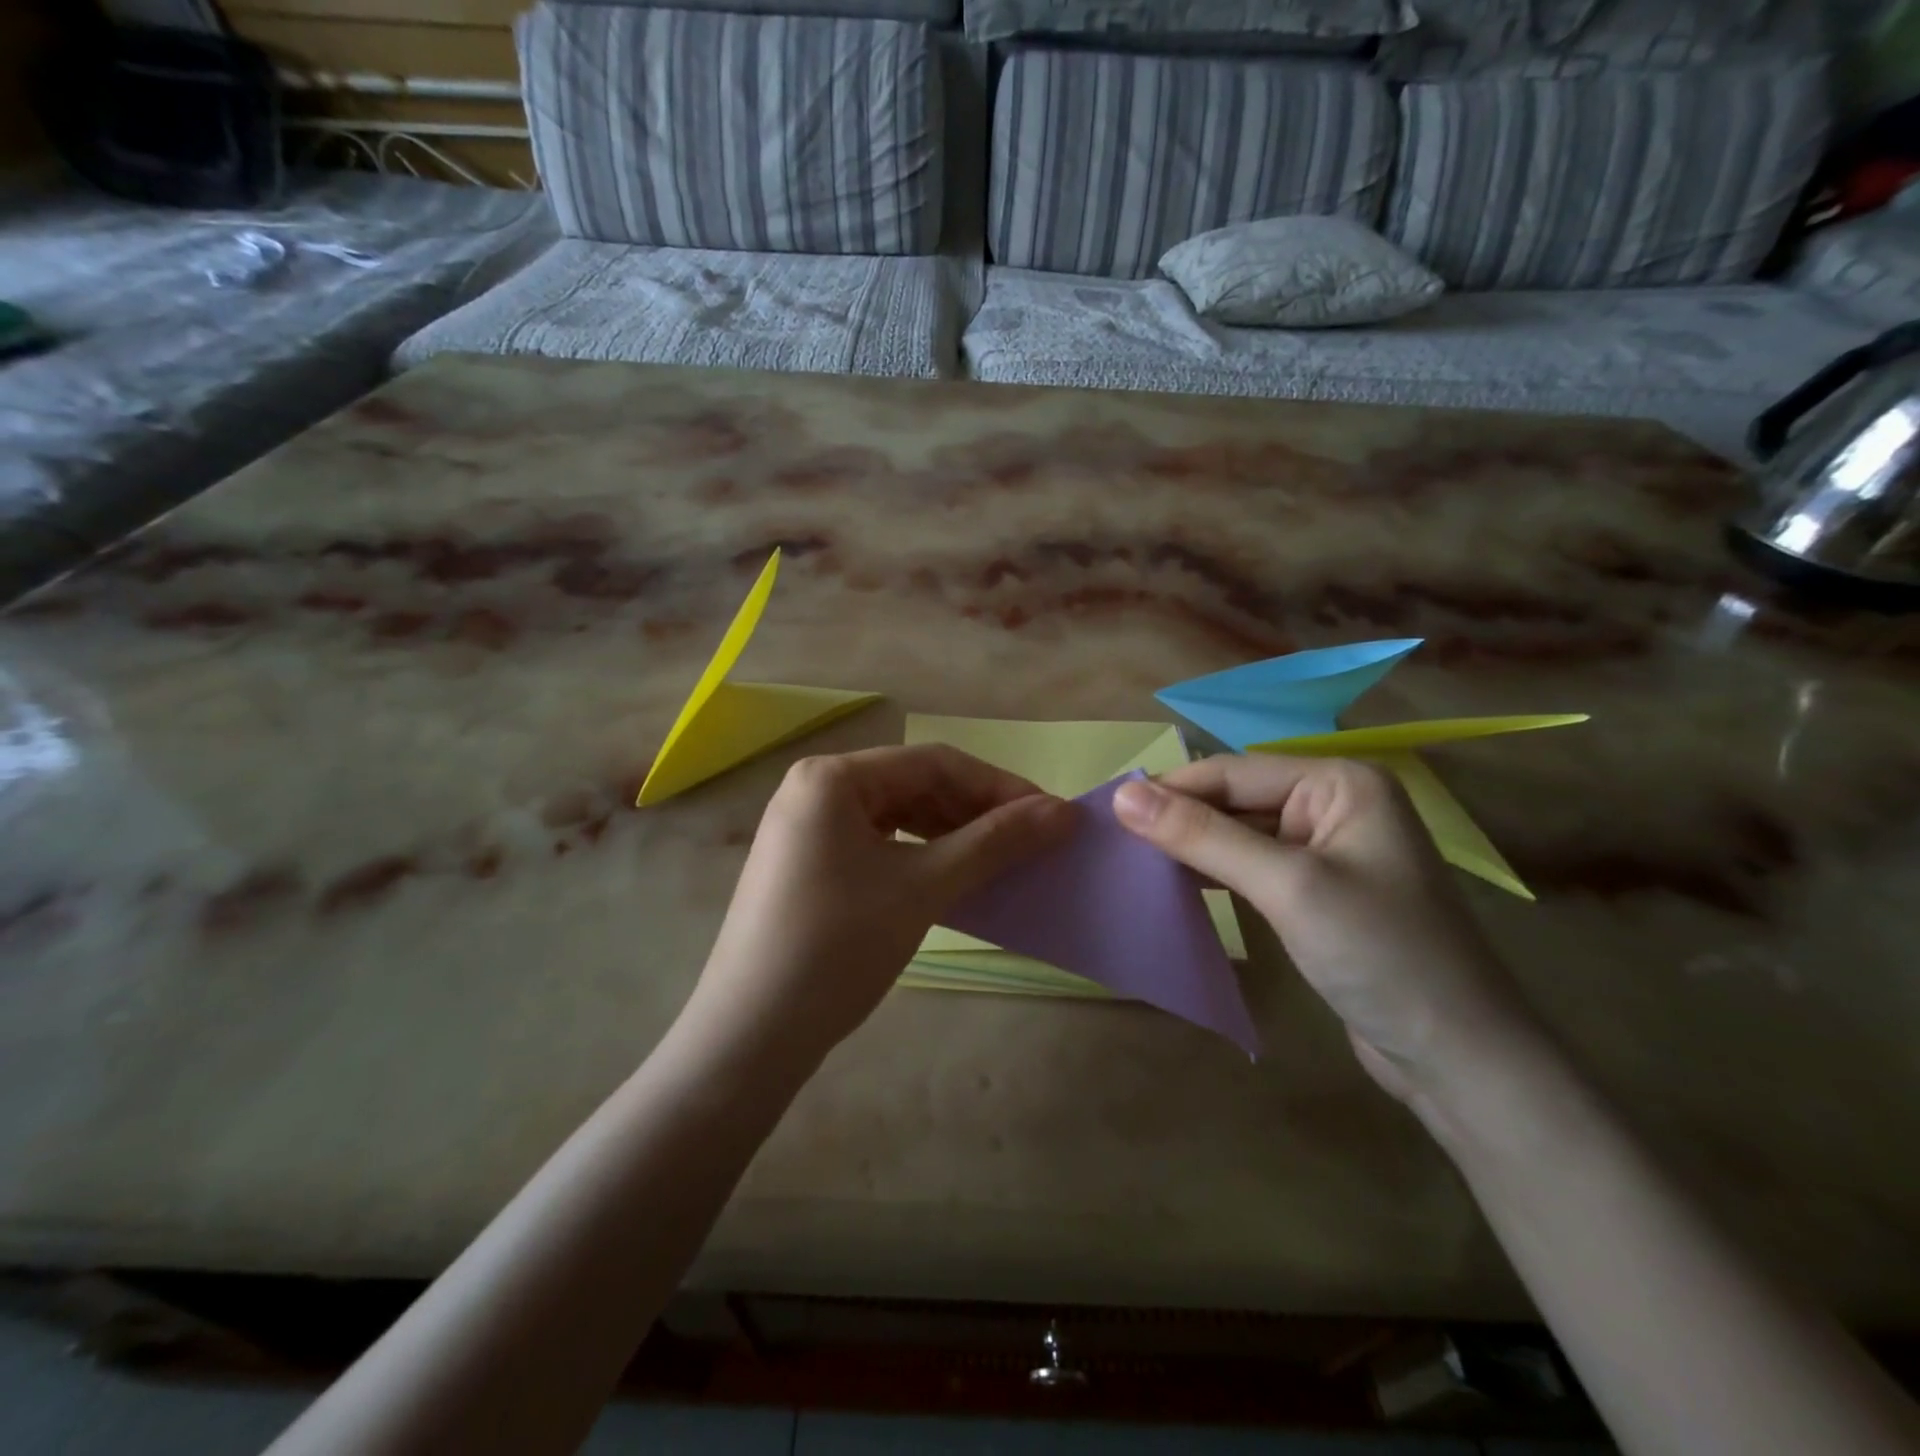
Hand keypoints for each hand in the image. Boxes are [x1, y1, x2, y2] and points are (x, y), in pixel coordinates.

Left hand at [685, 747, 1075, 1072]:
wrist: (750, 1036)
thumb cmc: (837, 948)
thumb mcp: (923, 888)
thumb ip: (995, 842)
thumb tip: (1065, 812)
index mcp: (832, 777)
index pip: (934, 762)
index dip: (998, 786)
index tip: (1050, 816)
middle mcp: (815, 788)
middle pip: (914, 784)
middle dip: (975, 810)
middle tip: (1029, 841)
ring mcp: (806, 827)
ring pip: (897, 815)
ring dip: (950, 833)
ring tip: (998, 859)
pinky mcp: (807, 862)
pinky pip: (877, 843)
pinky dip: (919, 854)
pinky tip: (951, 876)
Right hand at [1113, 756, 1538, 1101]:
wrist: (1459, 1059)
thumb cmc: (1380, 954)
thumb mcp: (1286, 886)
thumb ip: (1203, 836)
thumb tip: (1123, 795)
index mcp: (1340, 783)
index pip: (1234, 773)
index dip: (1170, 789)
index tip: (1107, 810)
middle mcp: (1335, 805)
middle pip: (1236, 801)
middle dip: (1179, 819)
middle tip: (1113, 840)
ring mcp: (1328, 851)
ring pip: (1240, 835)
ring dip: (1192, 847)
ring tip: (1131, 860)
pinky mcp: (1318, 893)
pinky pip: (1253, 868)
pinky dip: (1215, 874)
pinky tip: (1175, 885)